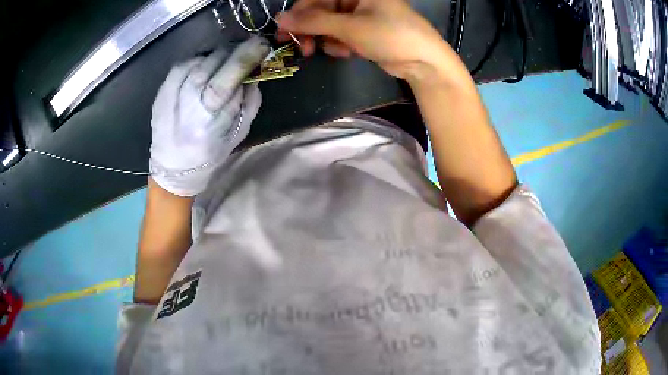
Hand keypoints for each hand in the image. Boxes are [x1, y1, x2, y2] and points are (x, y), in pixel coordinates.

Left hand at [150, 36, 269, 196]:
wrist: (173, 167)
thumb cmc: (210, 153)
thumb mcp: (238, 133)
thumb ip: (249, 101)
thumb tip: (254, 72)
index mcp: (208, 120)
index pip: (228, 78)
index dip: (245, 57)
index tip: (261, 44)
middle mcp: (186, 103)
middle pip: (212, 63)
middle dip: (233, 52)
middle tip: (244, 51)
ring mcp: (170, 94)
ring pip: (199, 59)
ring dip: (217, 56)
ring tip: (224, 63)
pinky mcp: (162, 90)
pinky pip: (185, 63)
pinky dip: (199, 60)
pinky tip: (204, 68)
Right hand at [276, 0, 462, 85]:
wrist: (424, 61)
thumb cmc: (390, 35)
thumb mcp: (350, 26)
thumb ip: (313, 21)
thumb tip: (280, 18)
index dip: (298, 13)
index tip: (284, 32)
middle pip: (321, 11)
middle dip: (312, 30)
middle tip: (304, 49)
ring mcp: (361, 14)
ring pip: (329, 24)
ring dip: (327, 39)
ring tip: (337, 51)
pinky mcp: (364, 29)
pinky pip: (341, 34)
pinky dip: (341, 44)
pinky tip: (349, 52)